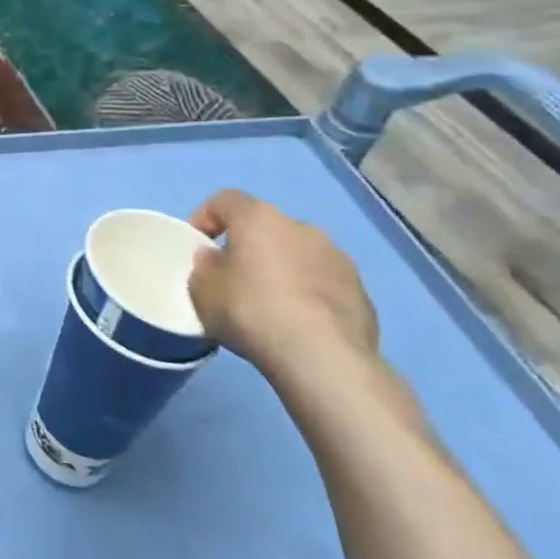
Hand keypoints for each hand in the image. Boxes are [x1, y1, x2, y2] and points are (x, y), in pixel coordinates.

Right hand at [188, 189, 378, 383]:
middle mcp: (302, 228)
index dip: (205, 218)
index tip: (198, 247)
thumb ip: (205, 266)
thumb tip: (216, 260)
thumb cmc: (251, 310)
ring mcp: (338, 259)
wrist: (324, 358)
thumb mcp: (202, 289)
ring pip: (298, 256)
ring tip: (269, 307)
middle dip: (248, 248)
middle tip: (233, 279)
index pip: (225, 200)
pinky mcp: (361, 293)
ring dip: (282, 271)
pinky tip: (299, 326)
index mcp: (260, 218)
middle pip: (266, 229)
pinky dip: (308, 296)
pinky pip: (323, 285)